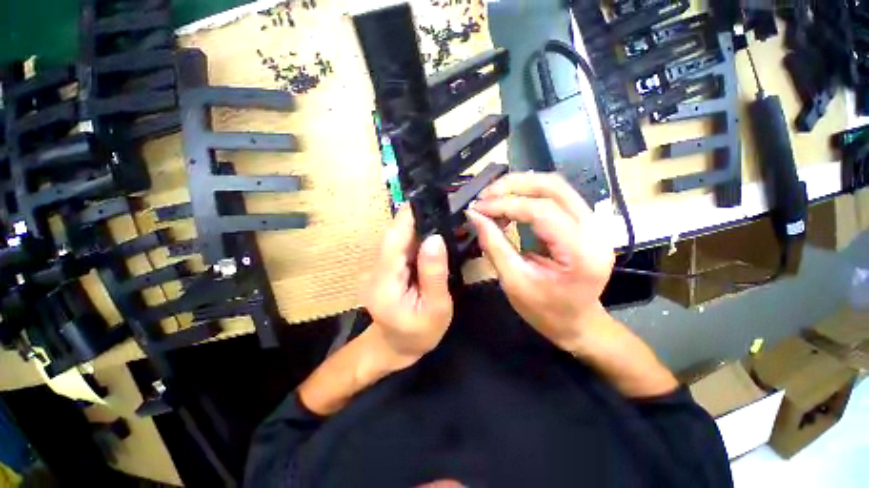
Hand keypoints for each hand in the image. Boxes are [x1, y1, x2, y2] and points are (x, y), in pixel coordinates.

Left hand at [363, 206, 453, 370]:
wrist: (396, 346)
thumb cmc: (419, 333)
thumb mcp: (436, 308)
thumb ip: (434, 274)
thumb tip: (435, 238)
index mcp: (384, 283)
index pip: (394, 240)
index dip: (408, 218)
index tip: (428, 200)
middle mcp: (374, 270)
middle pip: (394, 236)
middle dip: (415, 220)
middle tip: (440, 207)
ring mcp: (376, 268)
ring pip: (396, 239)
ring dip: (415, 227)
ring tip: (438, 218)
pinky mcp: (383, 268)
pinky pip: (399, 247)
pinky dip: (413, 238)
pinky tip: (429, 236)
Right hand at [465, 172, 615, 351]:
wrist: (578, 323)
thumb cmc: (547, 311)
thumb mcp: (514, 282)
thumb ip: (494, 246)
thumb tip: (475, 216)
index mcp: (580, 252)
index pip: (541, 211)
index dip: (505, 204)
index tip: (478, 208)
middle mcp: (594, 230)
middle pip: (554, 187)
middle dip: (514, 185)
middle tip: (485, 195)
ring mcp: (593, 223)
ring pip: (556, 186)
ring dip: (521, 185)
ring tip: (494, 196)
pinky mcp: (584, 222)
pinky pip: (556, 196)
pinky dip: (529, 194)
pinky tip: (510, 202)